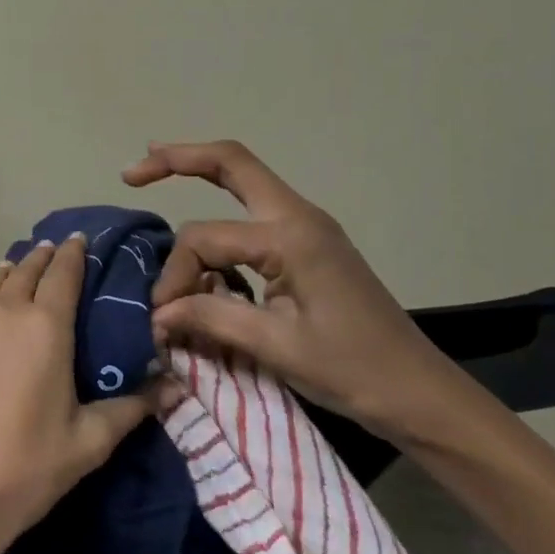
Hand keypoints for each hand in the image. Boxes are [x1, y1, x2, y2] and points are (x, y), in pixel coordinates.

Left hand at [0, 234, 151, 553]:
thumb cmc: (24, 470)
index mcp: (44, 325)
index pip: (63, 273)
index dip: (74, 253)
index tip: (80, 240)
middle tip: (53, 252)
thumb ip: (132, 407)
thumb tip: (176, 386)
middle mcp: (0, 310)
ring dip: (8, 273)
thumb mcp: (88, 442)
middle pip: (25, 268)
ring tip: (17, 271)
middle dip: (43, 258)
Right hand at [123, 140, 476, 444]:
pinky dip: (221, 212)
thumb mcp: (276, 346)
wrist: (421, 394)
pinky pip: (254, 214)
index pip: (205, 238)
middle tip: (134, 171)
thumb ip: (210, 316)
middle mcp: (298, 216)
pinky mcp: (309, 245)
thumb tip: (157, 312)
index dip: (174, 273)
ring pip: (243, 181)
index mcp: (291, 236)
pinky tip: (200, 233)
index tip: (163, 316)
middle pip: (232, 163)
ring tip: (155, 175)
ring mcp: (307, 227)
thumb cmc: (353, 370)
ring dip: (200, 176)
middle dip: (179, 159)